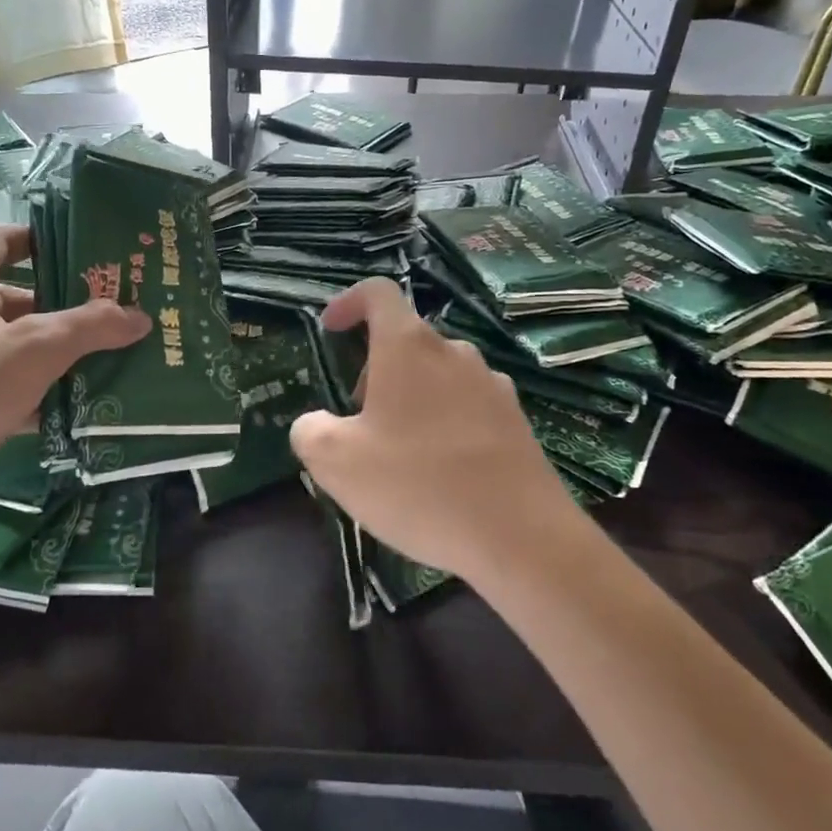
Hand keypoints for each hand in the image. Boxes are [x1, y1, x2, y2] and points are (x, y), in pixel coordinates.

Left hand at [0, 227, 148, 528]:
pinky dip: (40, 391)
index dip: (42, 236)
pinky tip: (82, 404)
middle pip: (17, 296)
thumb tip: (141, 315)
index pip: (2, 240)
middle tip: (118, 308)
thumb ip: (89, 327)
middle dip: (67, 303)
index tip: (89, 247)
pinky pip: (8, 387)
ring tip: (114, 354)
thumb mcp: (31, 351)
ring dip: (59, 351)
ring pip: (15, 346)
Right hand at [289, 278, 576, 580]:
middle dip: (374, 369)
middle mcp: (453, 352)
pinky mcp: (515, 419)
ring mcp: (491, 384)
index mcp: (408, 346)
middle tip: (358, 420)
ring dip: (410, 396)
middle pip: (406, 339)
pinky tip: (441, 472)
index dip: (349, 302)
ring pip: (437, 373)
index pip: (377, 293)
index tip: (331, 329)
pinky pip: (467, 404)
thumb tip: (314, 422)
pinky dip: (443, 421)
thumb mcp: (336, 462)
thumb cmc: (418, 485)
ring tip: (399, 452)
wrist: (521, 537)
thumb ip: (310, 430)